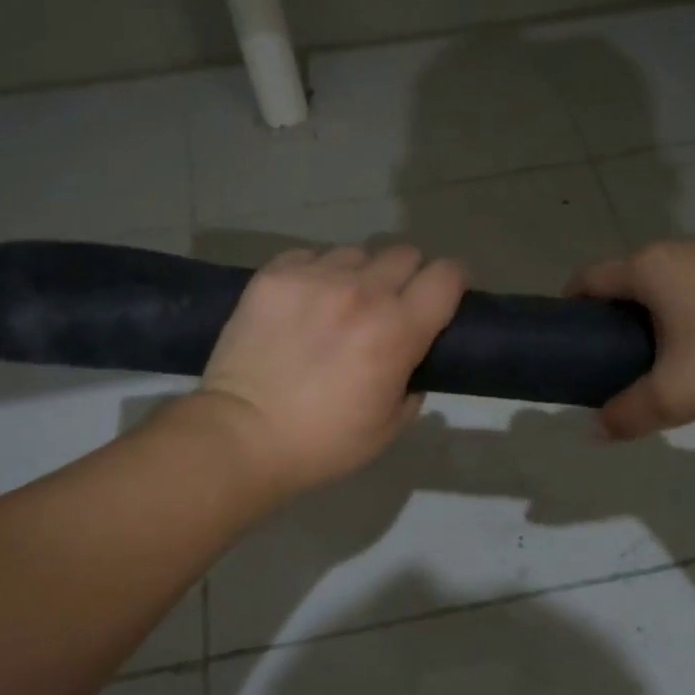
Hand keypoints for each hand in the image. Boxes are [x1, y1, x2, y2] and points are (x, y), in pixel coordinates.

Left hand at [195, 244, 467, 495]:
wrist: (241, 435)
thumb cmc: (322, 442)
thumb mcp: (388, 427)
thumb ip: (412, 385)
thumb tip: (410, 361)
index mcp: (397, 329)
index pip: (446, 275)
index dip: (453, 282)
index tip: (445, 296)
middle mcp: (361, 291)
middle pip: (404, 254)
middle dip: (407, 276)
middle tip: (390, 305)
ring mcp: (314, 277)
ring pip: (356, 252)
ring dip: (359, 274)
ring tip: (339, 303)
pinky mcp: (274, 275)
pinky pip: (311, 256)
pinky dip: (316, 273)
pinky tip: (303, 302)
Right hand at [567, 238, 694, 438]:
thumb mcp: (677, 394)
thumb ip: (629, 413)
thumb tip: (593, 432)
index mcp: (651, 267)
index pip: (590, 277)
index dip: (572, 304)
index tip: (571, 335)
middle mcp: (684, 248)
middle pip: (634, 278)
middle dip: (622, 314)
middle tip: (624, 359)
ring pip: (680, 281)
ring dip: (668, 312)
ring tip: (678, 357)